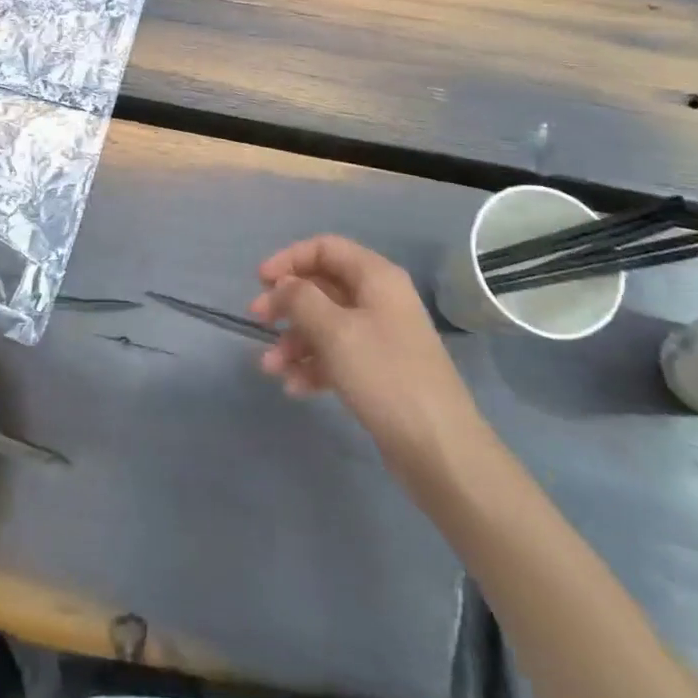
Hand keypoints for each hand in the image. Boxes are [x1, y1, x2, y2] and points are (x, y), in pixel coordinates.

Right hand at [251, 235, 481, 487]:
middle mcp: (379, 300)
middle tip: (257, 320)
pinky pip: (337, 355)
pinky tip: (294, 388)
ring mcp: (381, 337)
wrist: (439, 449)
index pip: (325, 248)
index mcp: (376, 277)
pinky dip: (313, 365)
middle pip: (323, 287)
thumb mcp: (335, 331)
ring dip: (294, 341)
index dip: (289, 259)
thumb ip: (301, 299)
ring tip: (270, 368)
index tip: (260, 281)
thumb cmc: (385, 376)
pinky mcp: (378, 371)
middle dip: (287, 303)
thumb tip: (284, 285)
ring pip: (326, 324)